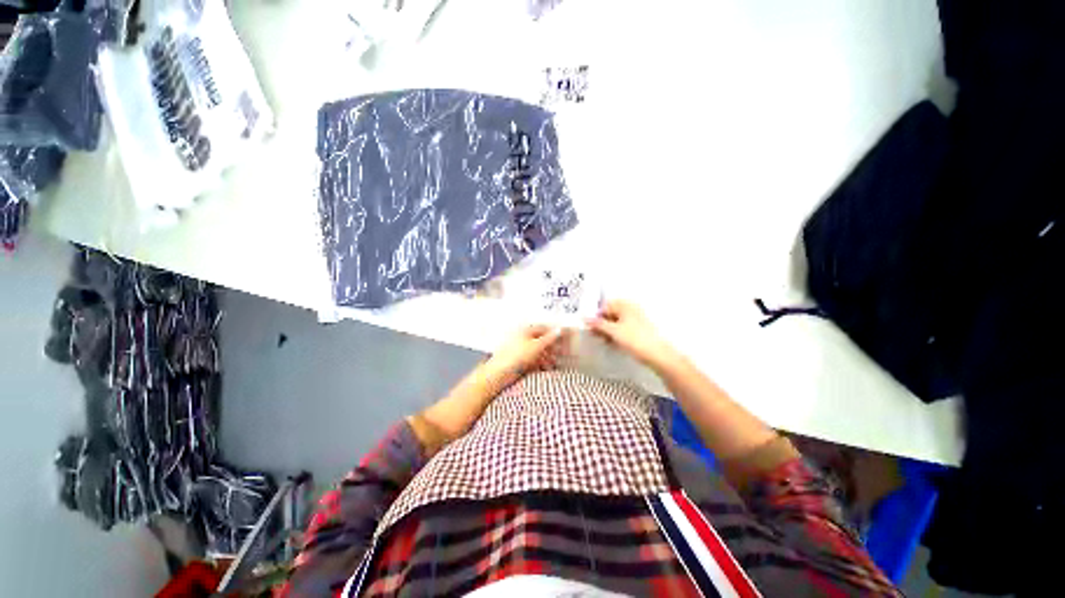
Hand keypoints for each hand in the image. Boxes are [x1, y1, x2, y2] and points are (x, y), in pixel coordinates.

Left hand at [484, 325, 571, 389]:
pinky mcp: (520, 361)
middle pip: (542, 340)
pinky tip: (548, 368)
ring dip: (549, 356)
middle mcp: (523, 338)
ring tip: (556, 362)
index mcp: (525, 330)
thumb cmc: (515, 356)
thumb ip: (550, 338)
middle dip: (553, 346)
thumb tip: (560, 330)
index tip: (565, 337)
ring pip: (539, 351)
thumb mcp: (536, 346)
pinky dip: (542, 363)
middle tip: (564, 351)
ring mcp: (521, 350)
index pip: (544, 328)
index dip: (555, 332)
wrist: (499, 374)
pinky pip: (534, 360)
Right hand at [588, 300, 678, 369]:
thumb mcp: (613, 331)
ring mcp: (637, 319)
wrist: (658, 355)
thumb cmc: (635, 339)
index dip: (596, 316)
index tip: (590, 327)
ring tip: (604, 340)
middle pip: (611, 313)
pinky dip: (617, 334)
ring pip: (617, 322)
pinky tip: (614, 343)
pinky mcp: (640, 330)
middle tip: (595, 335)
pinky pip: (624, 329)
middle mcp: (632, 308)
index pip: (605, 305)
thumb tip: (585, 318)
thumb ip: (598, 324)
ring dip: (608, 330)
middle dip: (602, 323)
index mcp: (625, 304)